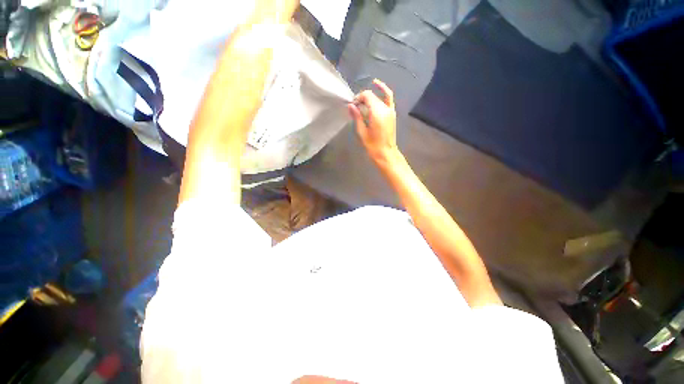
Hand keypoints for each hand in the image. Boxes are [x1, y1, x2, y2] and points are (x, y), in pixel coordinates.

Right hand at [348, 79, 399, 165]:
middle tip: (355, 108)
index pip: (367, 96)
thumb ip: (357, 117)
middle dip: (362, 98)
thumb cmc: (372, 145)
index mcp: (377, 112)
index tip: (352, 105)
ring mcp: (391, 110)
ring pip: (379, 96)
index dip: (358, 98)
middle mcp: (385, 108)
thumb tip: (351, 106)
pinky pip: (389, 98)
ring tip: (362, 103)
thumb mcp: (362, 132)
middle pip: (372, 96)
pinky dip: (383, 91)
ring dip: (370, 97)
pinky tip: (377, 85)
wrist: (386, 153)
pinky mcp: (392, 113)